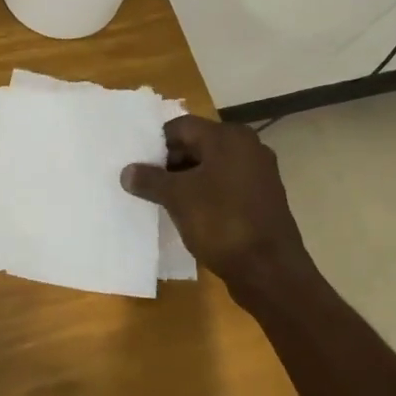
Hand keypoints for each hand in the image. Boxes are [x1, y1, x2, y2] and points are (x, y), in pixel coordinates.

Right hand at [122, 116, 311, 297]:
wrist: (268, 269)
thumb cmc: (221, 222)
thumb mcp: (177, 198)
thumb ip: (149, 180)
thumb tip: (127, 171)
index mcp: (228, 137)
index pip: (181, 127)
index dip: (156, 144)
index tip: (137, 165)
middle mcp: (248, 147)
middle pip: (197, 144)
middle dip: (169, 162)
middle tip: (146, 183)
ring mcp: (258, 173)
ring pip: (211, 166)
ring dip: (186, 180)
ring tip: (162, 199)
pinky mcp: (262, 197)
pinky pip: (225, 185)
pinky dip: (205, 193)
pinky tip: (188, 213)